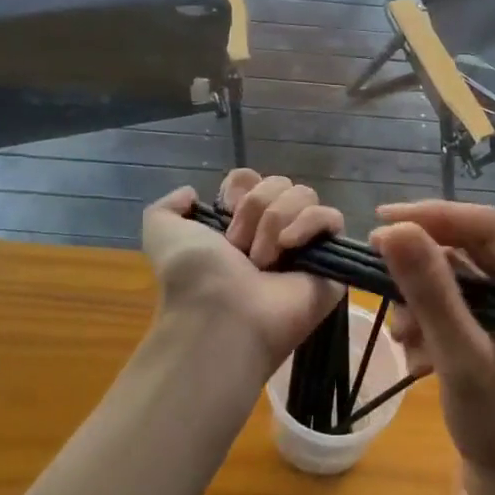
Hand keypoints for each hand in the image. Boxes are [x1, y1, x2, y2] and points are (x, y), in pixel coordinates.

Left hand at [141, 171, 345, 375]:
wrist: (221, 315)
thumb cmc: (194, 275)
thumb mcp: (162, 233)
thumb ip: (167, 207)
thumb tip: (192, 193)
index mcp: (238, 225)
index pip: (253, 179)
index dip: (242, 186)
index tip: (227, 208)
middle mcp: (272, 232)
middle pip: (280, 183)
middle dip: (257, 208)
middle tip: (241, 247)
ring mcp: (304, 246)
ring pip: (306, 196)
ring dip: (277, 220)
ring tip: (263, 259)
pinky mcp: (332, 260)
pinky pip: (332, 218)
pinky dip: (310, 224)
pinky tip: (290, 246)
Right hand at [370, 203, 494, 494]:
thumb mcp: (461, 359)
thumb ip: (431, 292)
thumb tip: (394, 229)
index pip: (485, 226)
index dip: (432, 216)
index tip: (380, 222)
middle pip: (470, 248)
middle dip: (422, 265)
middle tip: (376, 273)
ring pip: (459, 277)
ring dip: (423, 299)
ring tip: (404, 336)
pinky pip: (460, 304)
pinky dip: (433, 321)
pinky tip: (419, 356)